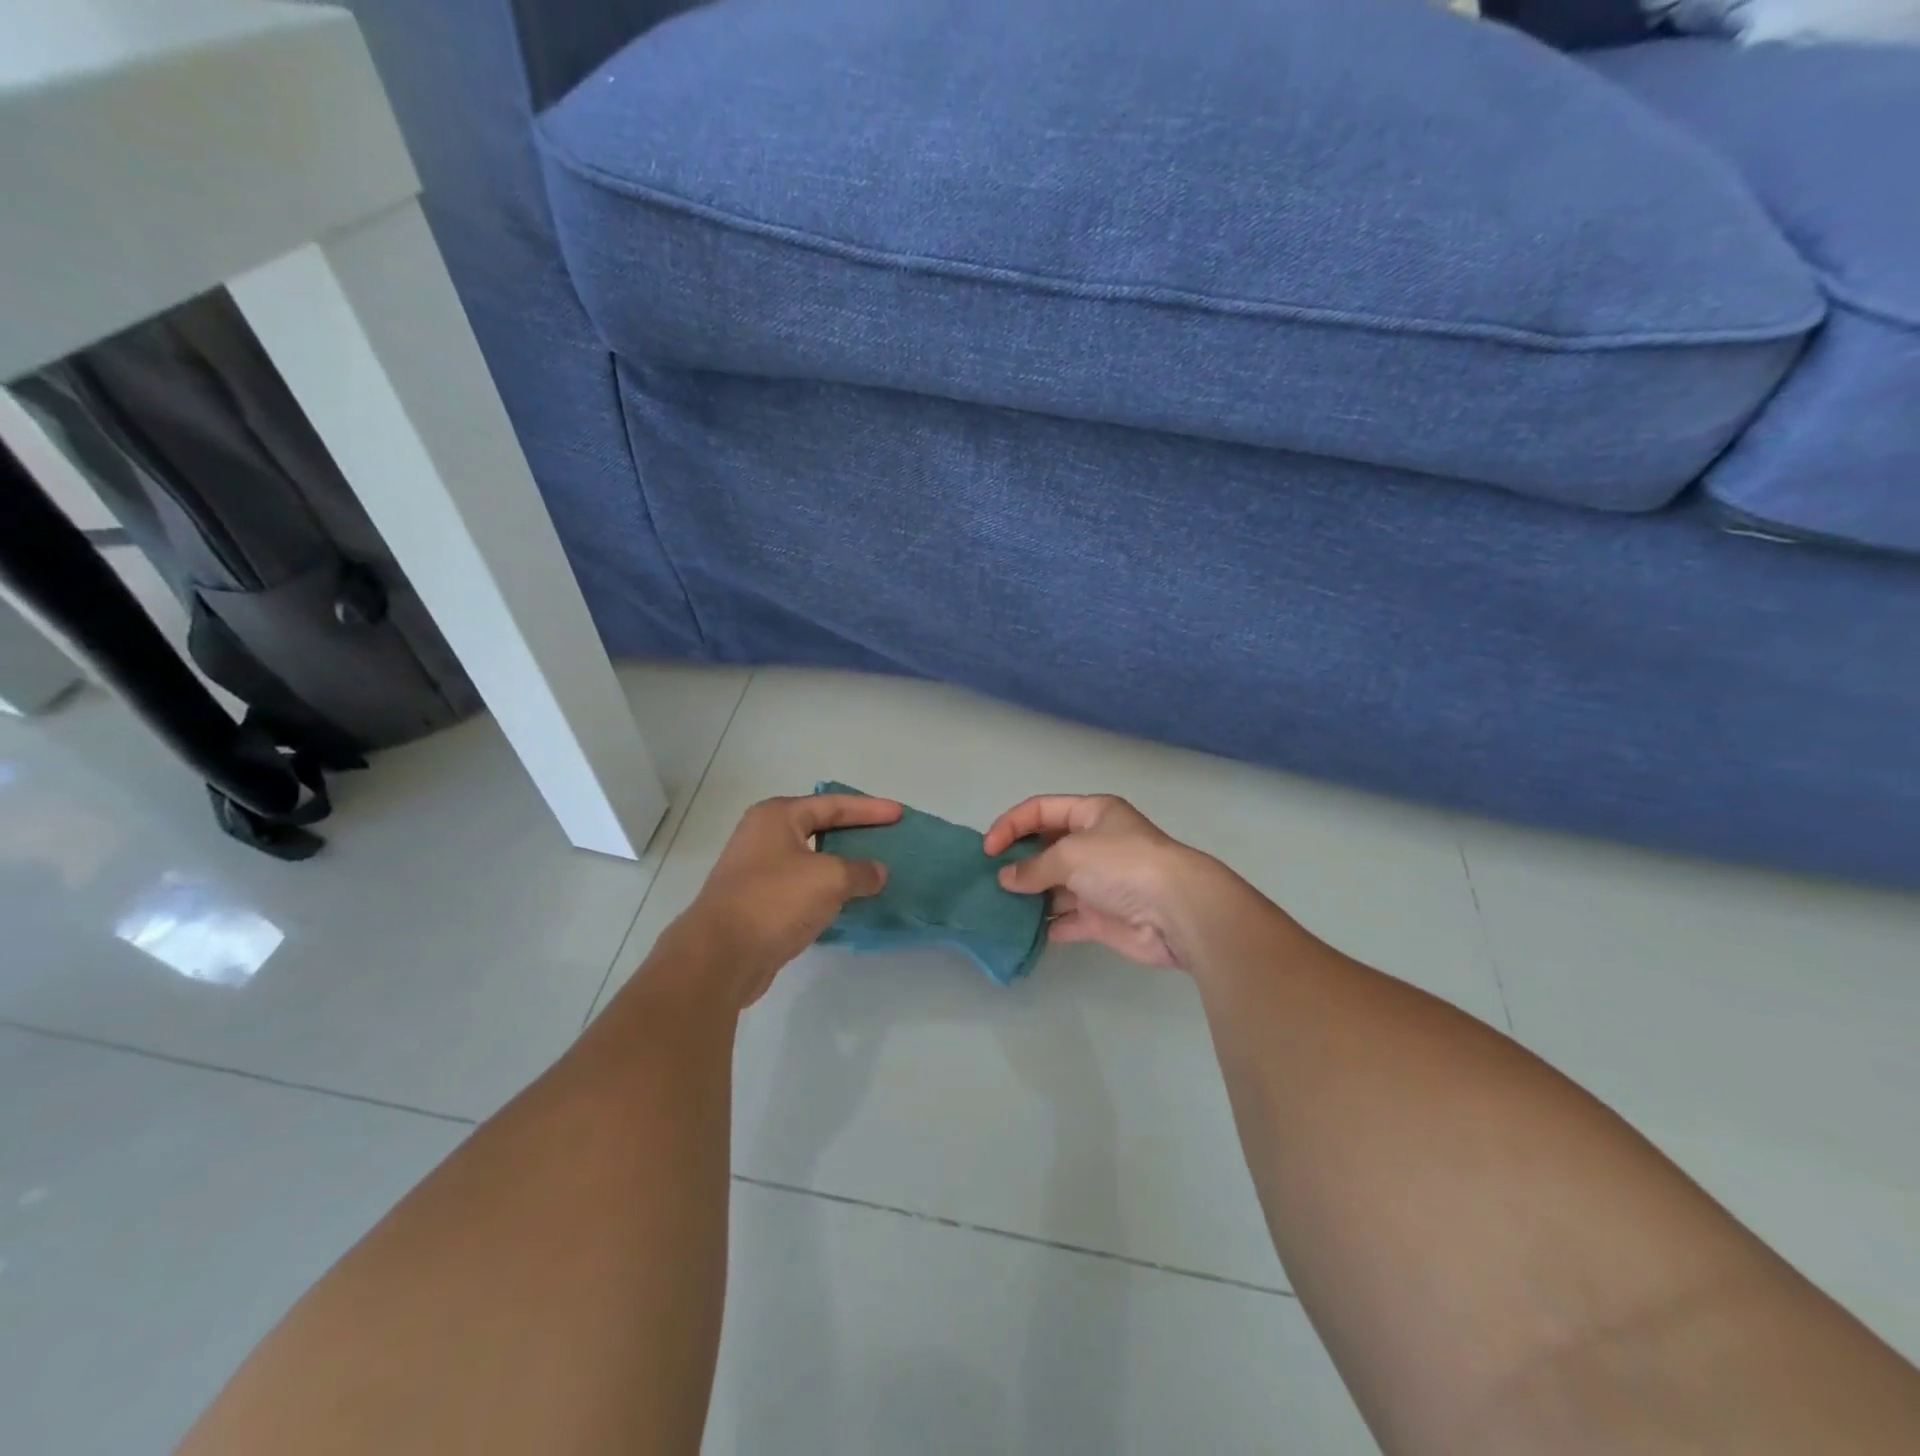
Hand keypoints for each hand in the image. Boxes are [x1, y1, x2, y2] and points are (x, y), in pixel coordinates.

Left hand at [670, 794, 901, 1008]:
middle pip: (819, 827)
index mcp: (777, 816)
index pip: (833, 804)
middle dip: (854, 833)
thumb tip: (878, 872)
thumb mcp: (829, 878)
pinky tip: (848, 901)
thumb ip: (860, 871)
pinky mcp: (758, 904)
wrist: (721, 956)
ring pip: (811, 860)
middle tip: (887, 837)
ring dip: (841, 865)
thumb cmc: (776, 900)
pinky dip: (827, 890)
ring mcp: (757, 871)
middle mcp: (763, 836)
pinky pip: (802, 888)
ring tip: (874, 870)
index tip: (899, 813)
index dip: (869, 809)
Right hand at [983, 795, 1227, 970]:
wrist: (1175, 911)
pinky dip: (1045, 924)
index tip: (987, 849)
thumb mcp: (1070, 854)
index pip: (1041, 810)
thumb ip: (1032, 867)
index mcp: (1092, 814)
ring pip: (1054, 885)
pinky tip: (1021, 930)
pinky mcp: (1101, 917)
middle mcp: (1095, 844)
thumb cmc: (1122, 865)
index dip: (1011, 824)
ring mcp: (1098, 882)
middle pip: (1046, 847)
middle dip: (1018, 861)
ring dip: (1028, 895)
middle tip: (989, 878)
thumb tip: (1006, 879)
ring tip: (997, 905)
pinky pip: (1065, 918)